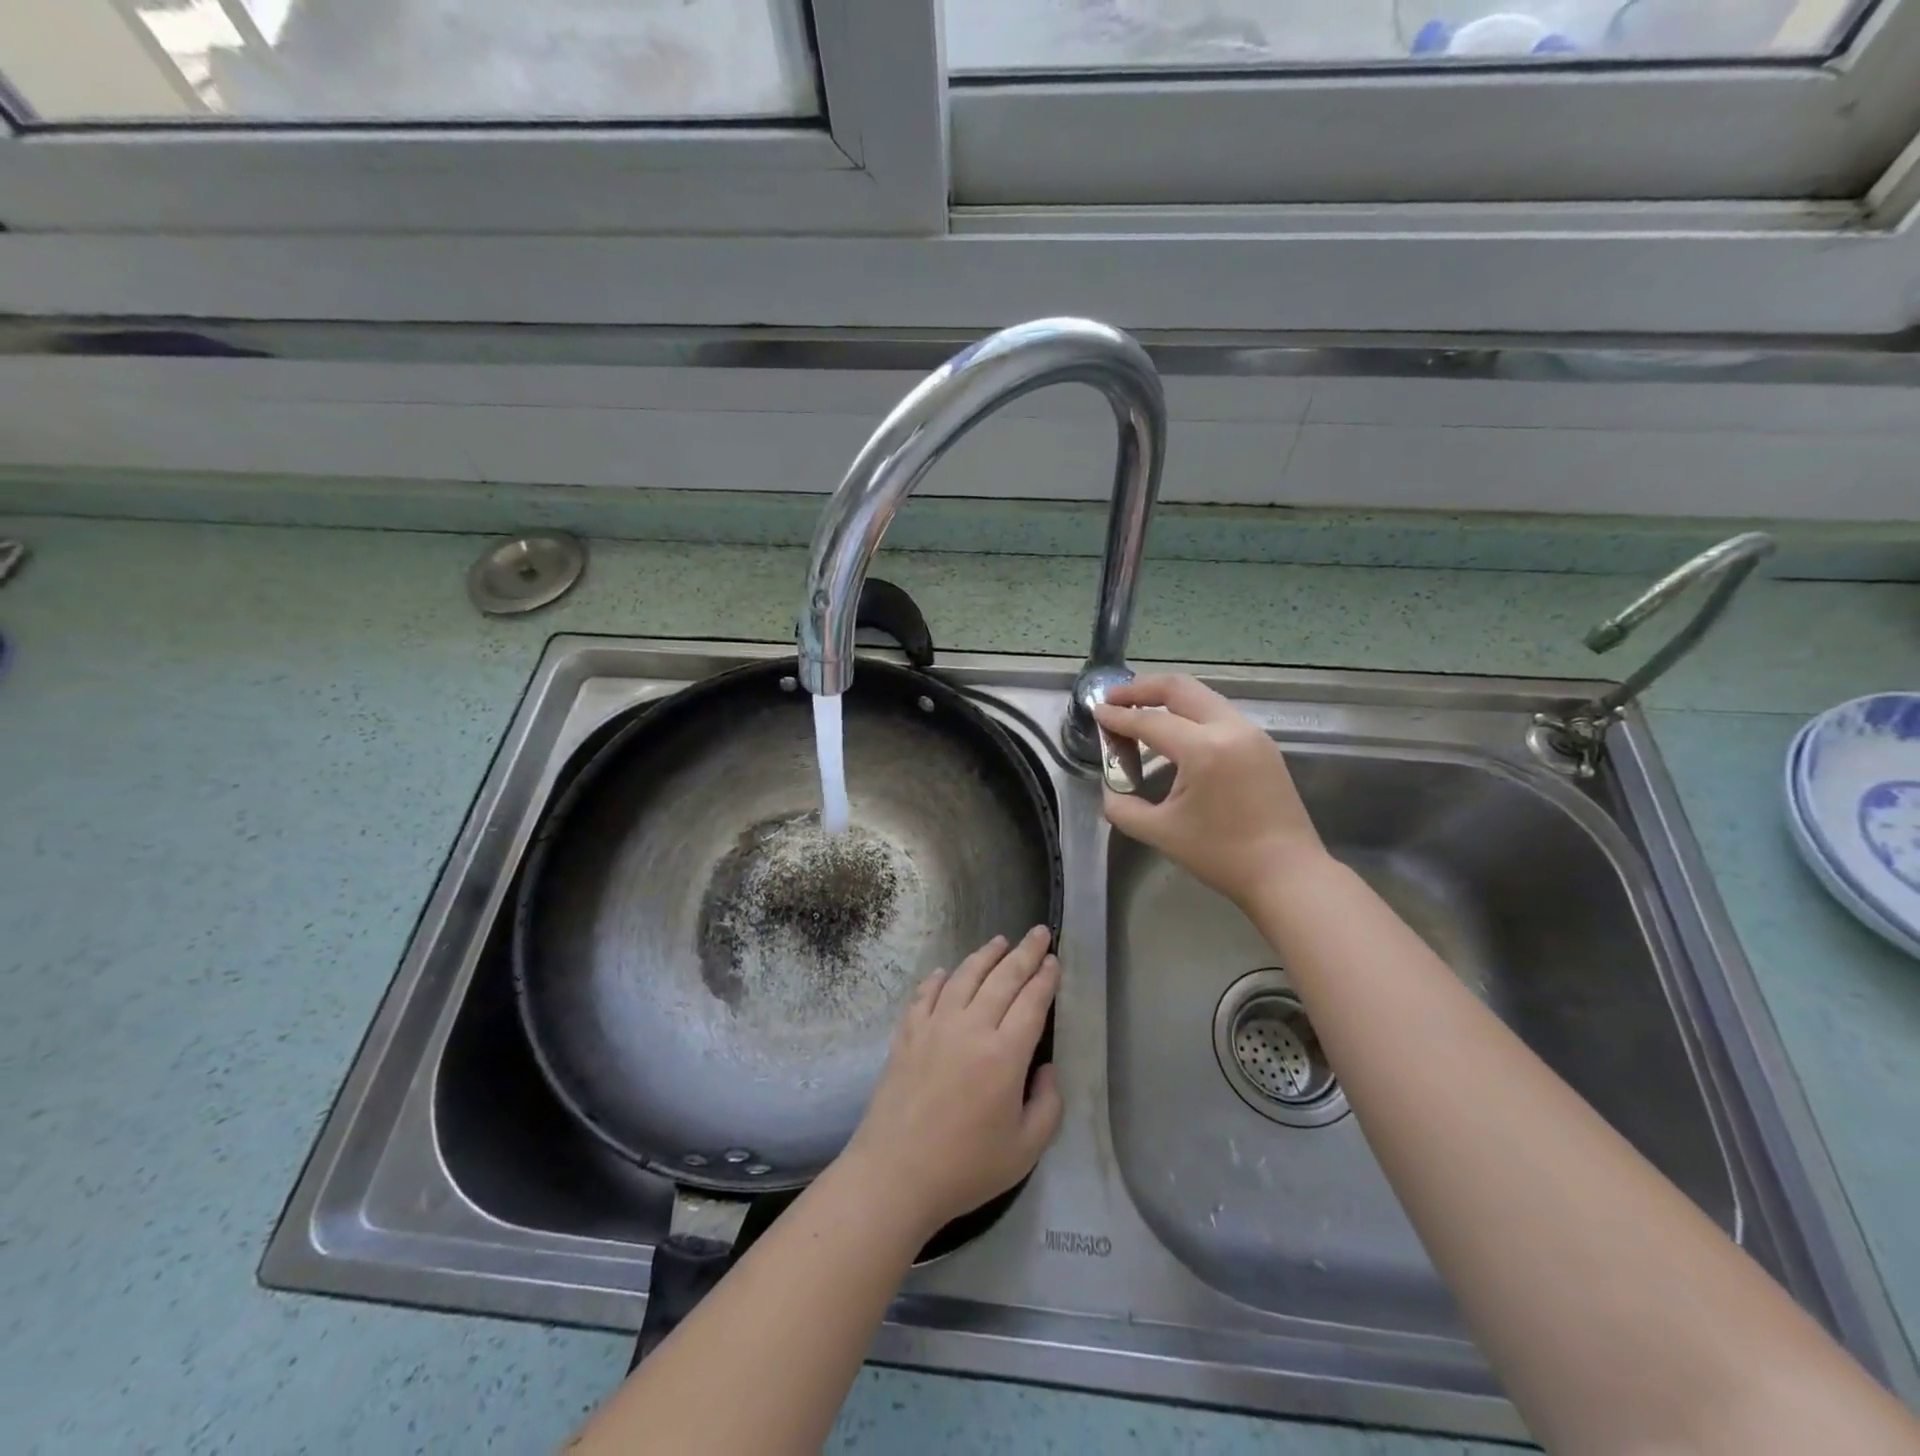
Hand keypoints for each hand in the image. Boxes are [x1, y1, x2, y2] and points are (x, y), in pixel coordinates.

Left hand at [839, 927, 1062, 1240]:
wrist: (895, 1174)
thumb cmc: (966, 1167)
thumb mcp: (1026, 1149)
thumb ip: (1048, 1104)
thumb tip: (1046, 1067)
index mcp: (1005, 1055)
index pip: (1032, 1002)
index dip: (1046, 978)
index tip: (1054, 960)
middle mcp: (971, 1028)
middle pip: (1003, 978)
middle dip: (1025, 952)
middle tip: (1039, 932)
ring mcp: (935, 1026)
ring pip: (965, 976)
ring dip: (986, 955)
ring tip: (1000, 941)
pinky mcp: (907, 1033)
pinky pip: (927, 993)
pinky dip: (941, 978)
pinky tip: (948, 971)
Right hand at [1094, 675, 1326, 910]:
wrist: (1287, 874)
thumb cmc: (1222, 855)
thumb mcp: (1160, 833)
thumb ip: (1123, 806)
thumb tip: (1110, 788)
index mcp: (1204, 749)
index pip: (1150, 721)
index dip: (1118, 717)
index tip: (1095, 711)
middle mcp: (1230, 729)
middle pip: (1180, 689)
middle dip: (1142, 689)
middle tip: (1114, 698)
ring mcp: (1252, 733)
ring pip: (1203, 697)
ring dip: (1168, 699)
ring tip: (1140, 711)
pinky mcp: (1263, 745)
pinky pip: (1219, 714)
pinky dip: (1191, 714)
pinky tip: (1175, 733)